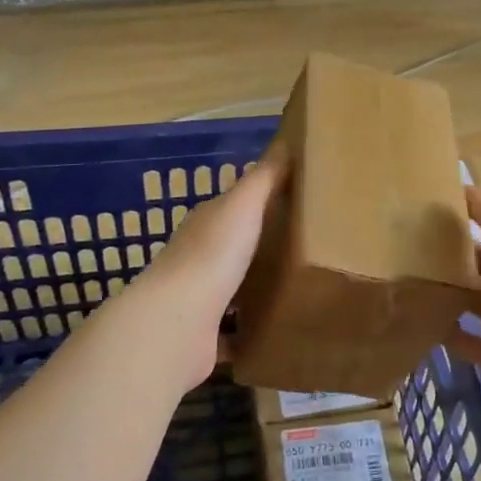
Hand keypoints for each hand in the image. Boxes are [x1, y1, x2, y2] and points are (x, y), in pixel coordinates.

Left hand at [125, 144, 286, 388]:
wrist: (177, 323)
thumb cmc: (212, 256)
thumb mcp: (243, 205)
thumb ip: (264, 177)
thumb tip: (286, 142)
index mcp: (205, 224)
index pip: (231, 207)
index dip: (258, 202)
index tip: (291, 203)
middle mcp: (196, 258)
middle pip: (231, 248)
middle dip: (258, 247)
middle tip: (302, 248)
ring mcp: (196, 300)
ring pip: (230, 290)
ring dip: (252, 289)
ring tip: (294, 290)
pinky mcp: (203, 337)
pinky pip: (231, 332)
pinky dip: (246, 332)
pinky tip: (272, 333)